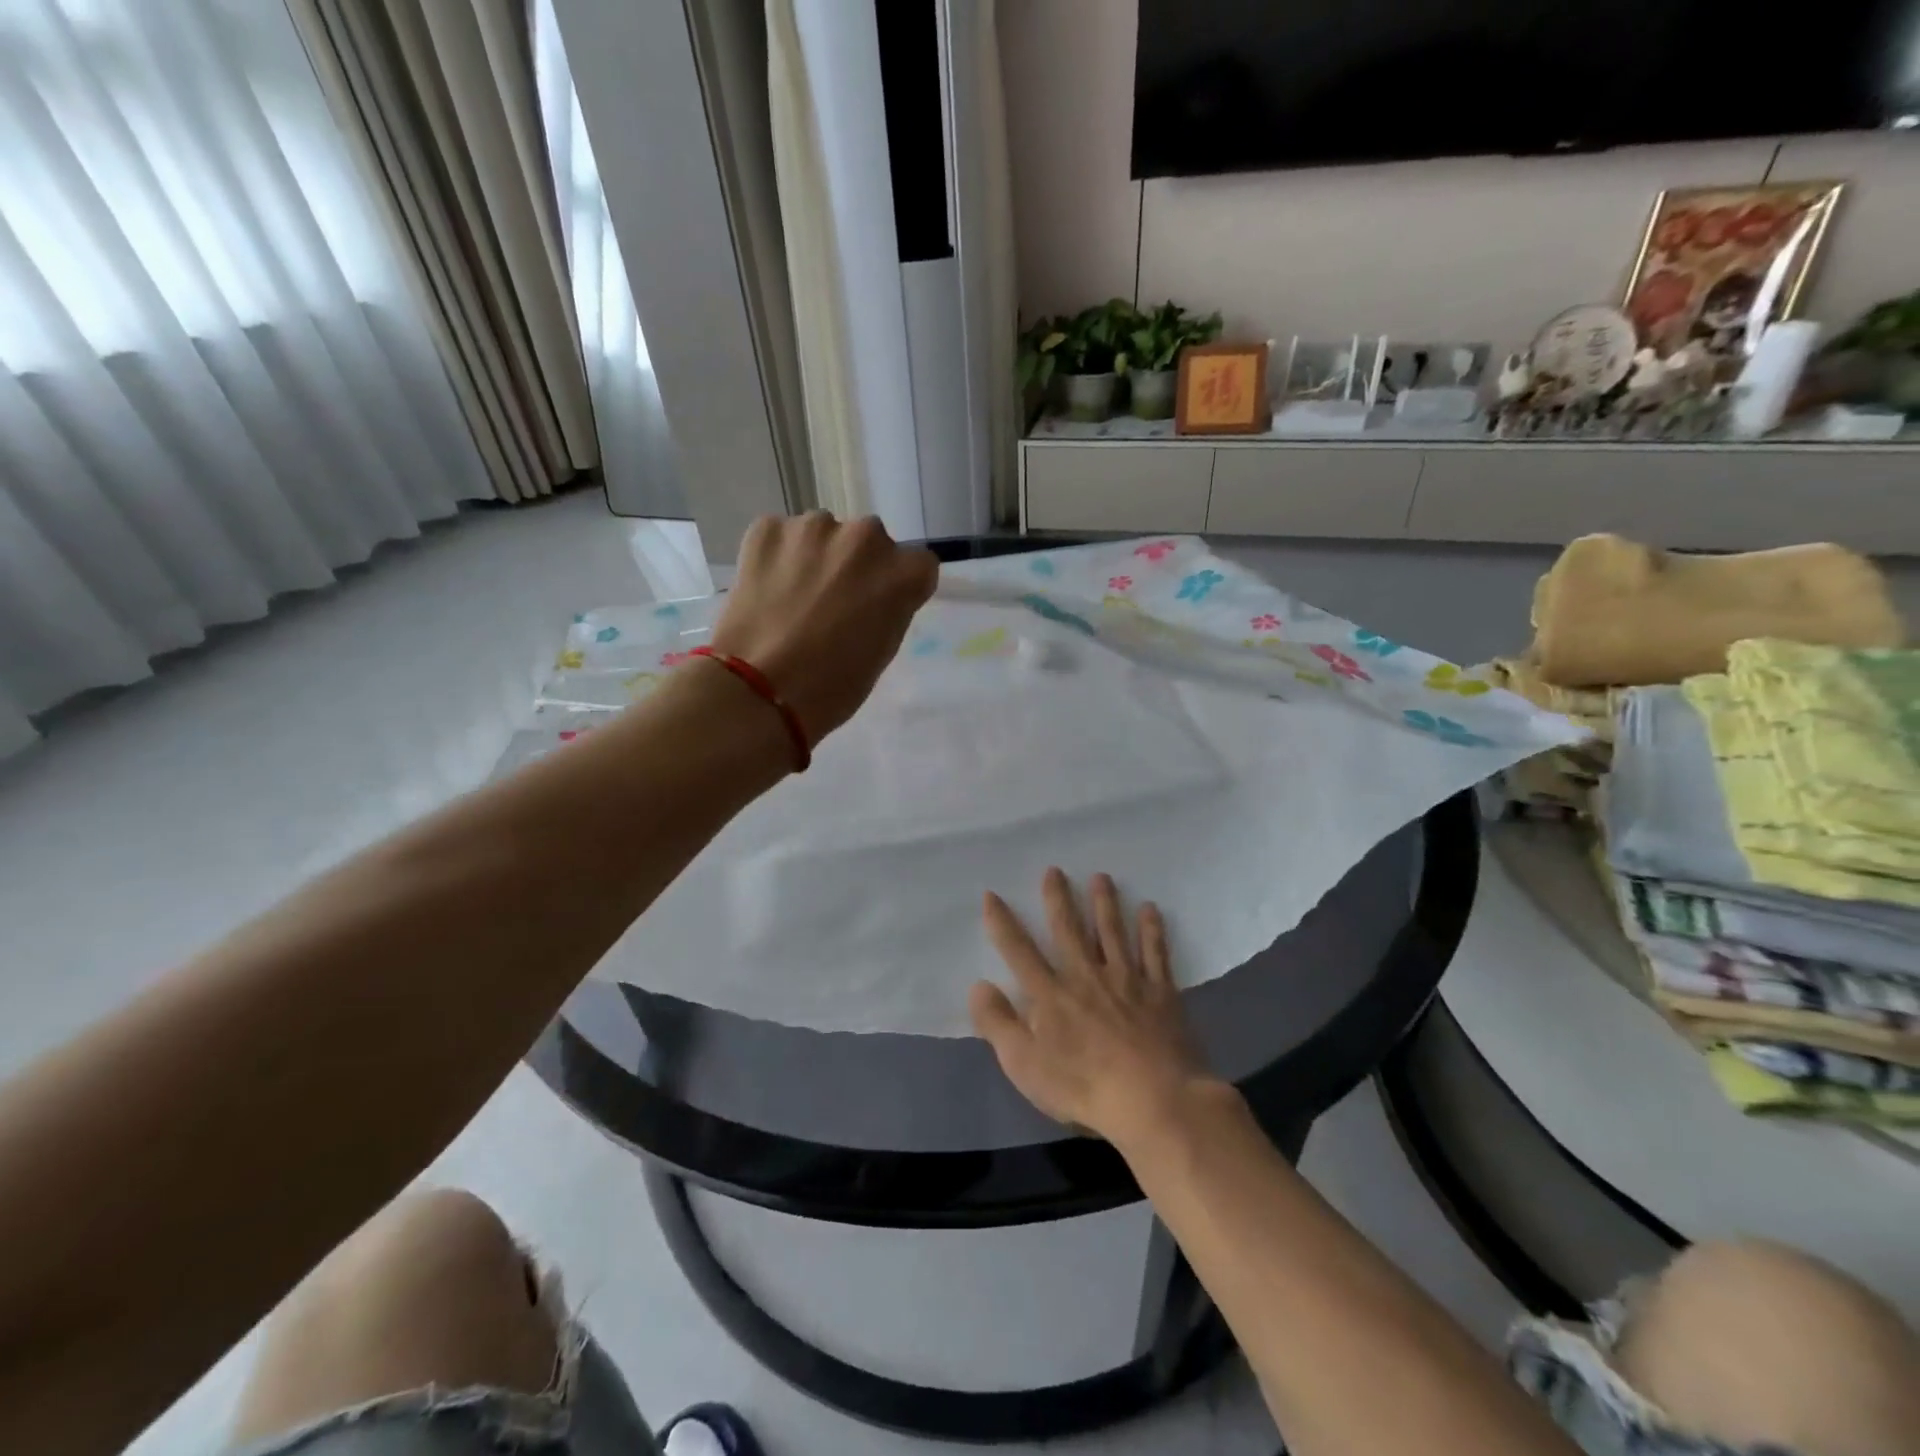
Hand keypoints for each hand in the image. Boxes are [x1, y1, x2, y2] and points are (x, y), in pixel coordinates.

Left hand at [709, 513, 937, 743]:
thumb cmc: (831, 687)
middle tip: (832, 603)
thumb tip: (871, 595)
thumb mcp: (882, 652)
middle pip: (869, 542)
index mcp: (902, 572)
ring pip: (823, 534)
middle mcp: (865, 537)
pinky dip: (776, 556)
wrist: (758, 690)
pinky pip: (781, 536)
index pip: (917, 564)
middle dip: (856, 565)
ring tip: (793, 597)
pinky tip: (765, 590)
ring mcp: (814, 527)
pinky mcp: (768, 529)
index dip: (897, 586)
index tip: (878, 606)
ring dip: (815, 556)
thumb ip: (888, 609)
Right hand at [971, 869, 1213, 1145]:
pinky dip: (1152, 930)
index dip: (1003, 922)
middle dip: (1059, 899)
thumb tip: (978, 985)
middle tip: (1054, 870)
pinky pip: (1155, 953)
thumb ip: (998, 1024)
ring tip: (1101, 877)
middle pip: (1069, 930)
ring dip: (1105, 903)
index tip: (992, 895)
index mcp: (1051, 995)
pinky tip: (1151, 909)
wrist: (1154, 1100)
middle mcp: (1086, 976)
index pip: (1019, 951)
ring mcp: (1126, 980)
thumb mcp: (1025, 1065)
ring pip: (1113, 932)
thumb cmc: (1083, 1086)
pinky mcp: (1160, 992)